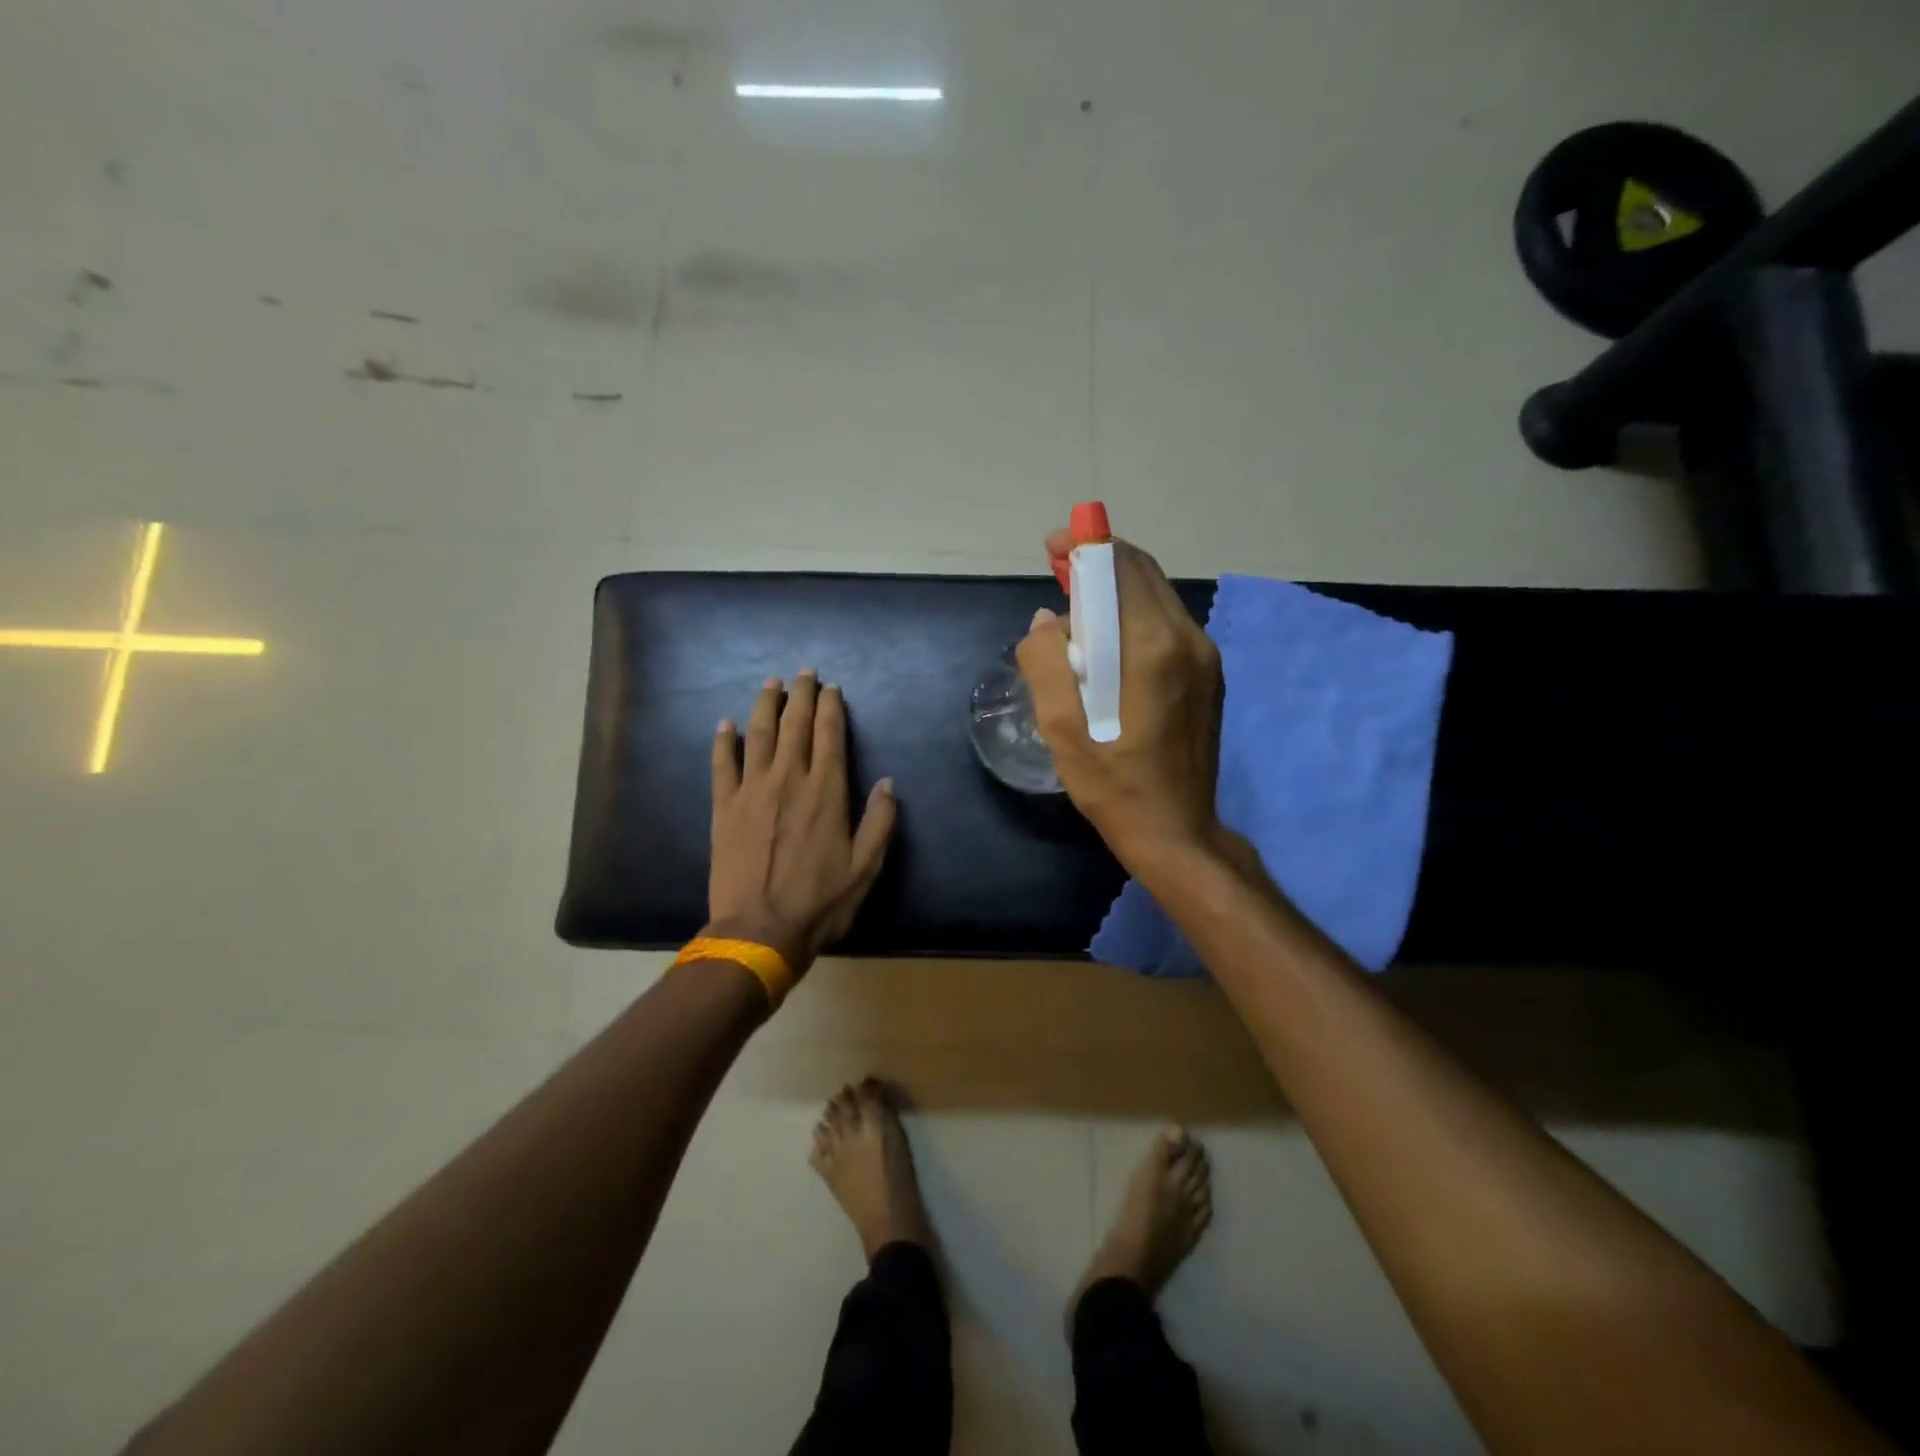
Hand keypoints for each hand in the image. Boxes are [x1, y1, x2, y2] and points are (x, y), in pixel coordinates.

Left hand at [707, 672, 896, 976]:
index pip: (829, 735)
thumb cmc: (820, 901)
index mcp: (826, 792)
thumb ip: (880, 822)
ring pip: (758, 735)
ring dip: (765, 706)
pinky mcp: (724, 808)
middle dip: (801, 695)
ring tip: (771, 683)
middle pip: (794, 725)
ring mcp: (752, 791)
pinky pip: (722, 765)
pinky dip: (723, 742)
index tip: (832, 688)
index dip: (831, 707)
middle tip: (804, 673)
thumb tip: (888, 783)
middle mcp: (789, 780)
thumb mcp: (866, 867)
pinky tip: (726, 724)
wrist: (759, 930)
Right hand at [1016, 532, 1225, 866]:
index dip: (1084, 546)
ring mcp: (1204, 656)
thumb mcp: (1061, 727)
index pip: (1119, 567)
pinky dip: (1134, 614)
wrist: (1177, 830)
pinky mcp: (1209, 674)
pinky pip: (1167, 623)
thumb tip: (1048, 620)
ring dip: (1116, 588)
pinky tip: (1109, 641)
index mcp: (1151, 646)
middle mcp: (1186, 638)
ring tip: (1077, 606)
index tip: (1053, 546)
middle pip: (1142, 573)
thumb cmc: (1112, 783)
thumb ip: (1046, 662)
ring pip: (1156, 596)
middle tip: (1059, 569)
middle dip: (1099, 561)